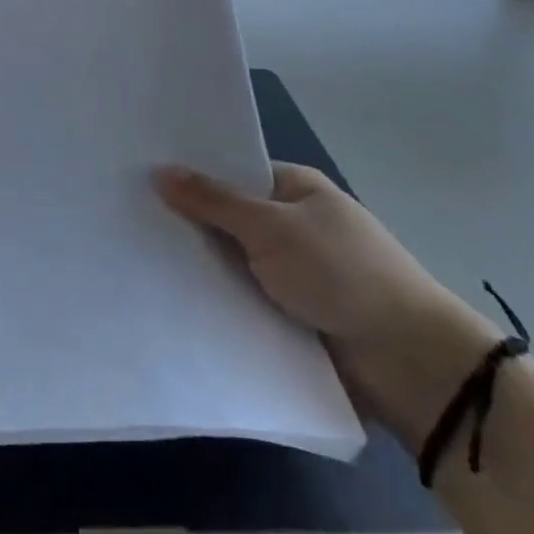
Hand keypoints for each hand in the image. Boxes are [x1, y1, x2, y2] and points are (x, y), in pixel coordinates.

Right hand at [155, 162, 498, 450]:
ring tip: (134, 260)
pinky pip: (242, 301)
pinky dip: (216, 301)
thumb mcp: (272, 227)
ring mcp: (291, 273)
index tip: (139, 176)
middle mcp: (292, 225)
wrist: (408, 362)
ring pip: (231, 263)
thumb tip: (159, 170)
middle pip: (227, 219)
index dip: (191, 175)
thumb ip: (213, 201)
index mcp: (296, 189)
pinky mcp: (289, 317)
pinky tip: (168, 299)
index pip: (232, 172)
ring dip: (199, 267)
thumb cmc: (342, 272)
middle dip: (187, 223)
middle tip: (125, 219)